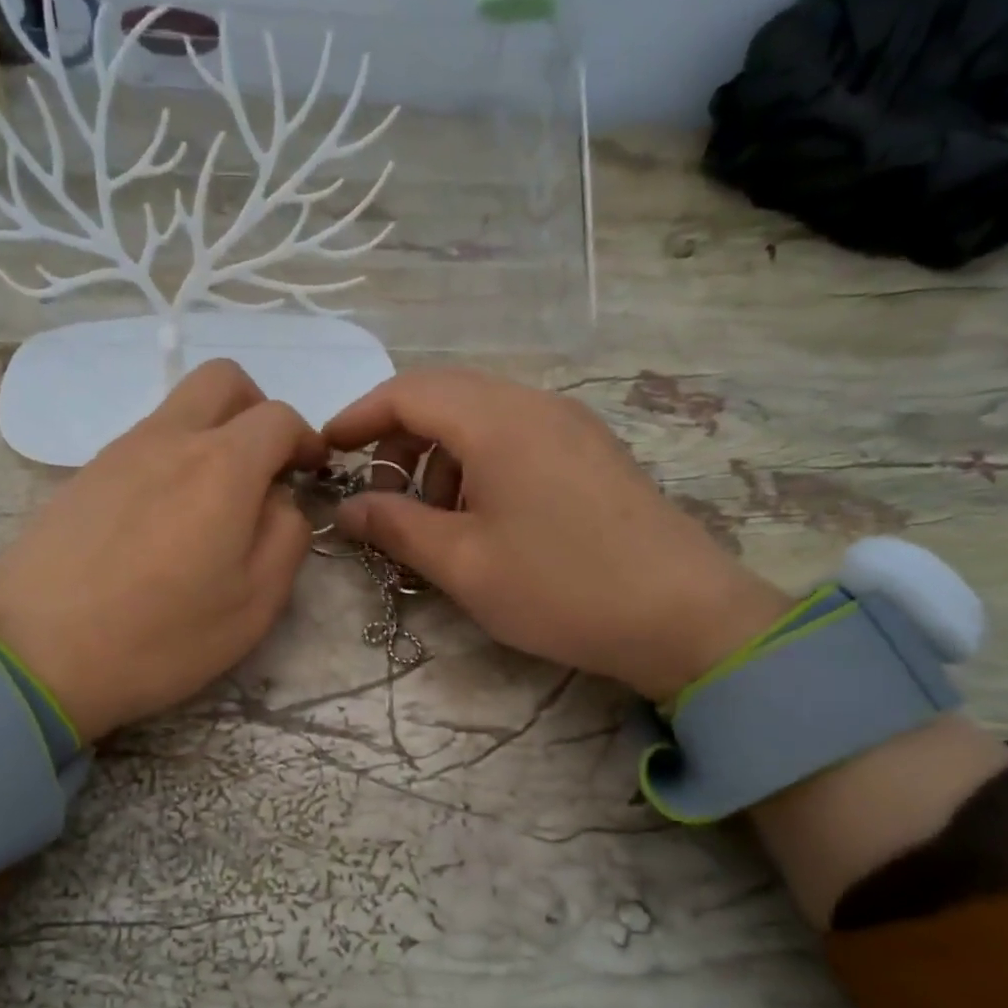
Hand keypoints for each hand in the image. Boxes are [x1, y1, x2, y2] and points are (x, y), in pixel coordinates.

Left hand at [0, 360, 324, 738]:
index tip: (309, 474)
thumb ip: (286, 536)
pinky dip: (171, 460)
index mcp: (222, 465)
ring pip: (179, 410)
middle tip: (263, 468)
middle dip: (257, 410)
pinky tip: (163, 523)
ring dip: (211, 436)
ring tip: (212, 507)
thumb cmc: (162, 636)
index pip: (279, 417)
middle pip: (222, 381)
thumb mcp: (255, 602)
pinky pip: (143, 443)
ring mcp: (118, 452)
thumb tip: (280, 500)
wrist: (36, 655)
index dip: (305, 440)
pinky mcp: (83, 476)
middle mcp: (169, 439)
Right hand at [324, 369, 790, 701]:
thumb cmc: (559, 587)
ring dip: (439, 458)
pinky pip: (515, 438)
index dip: (359, 417)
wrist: (682, 615)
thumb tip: (348, 508)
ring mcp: (569, 425)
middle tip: (379, 497)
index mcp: (497, 421)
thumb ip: (395, 527)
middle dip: (398, 441)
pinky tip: (482, 519)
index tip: (326, 451)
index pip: (408, 393)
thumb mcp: (462, 563)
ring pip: (481, 418)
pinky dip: (478, 466)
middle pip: (445, 397)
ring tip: (432, 521)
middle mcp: (534, 405)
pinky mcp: (590, 452)